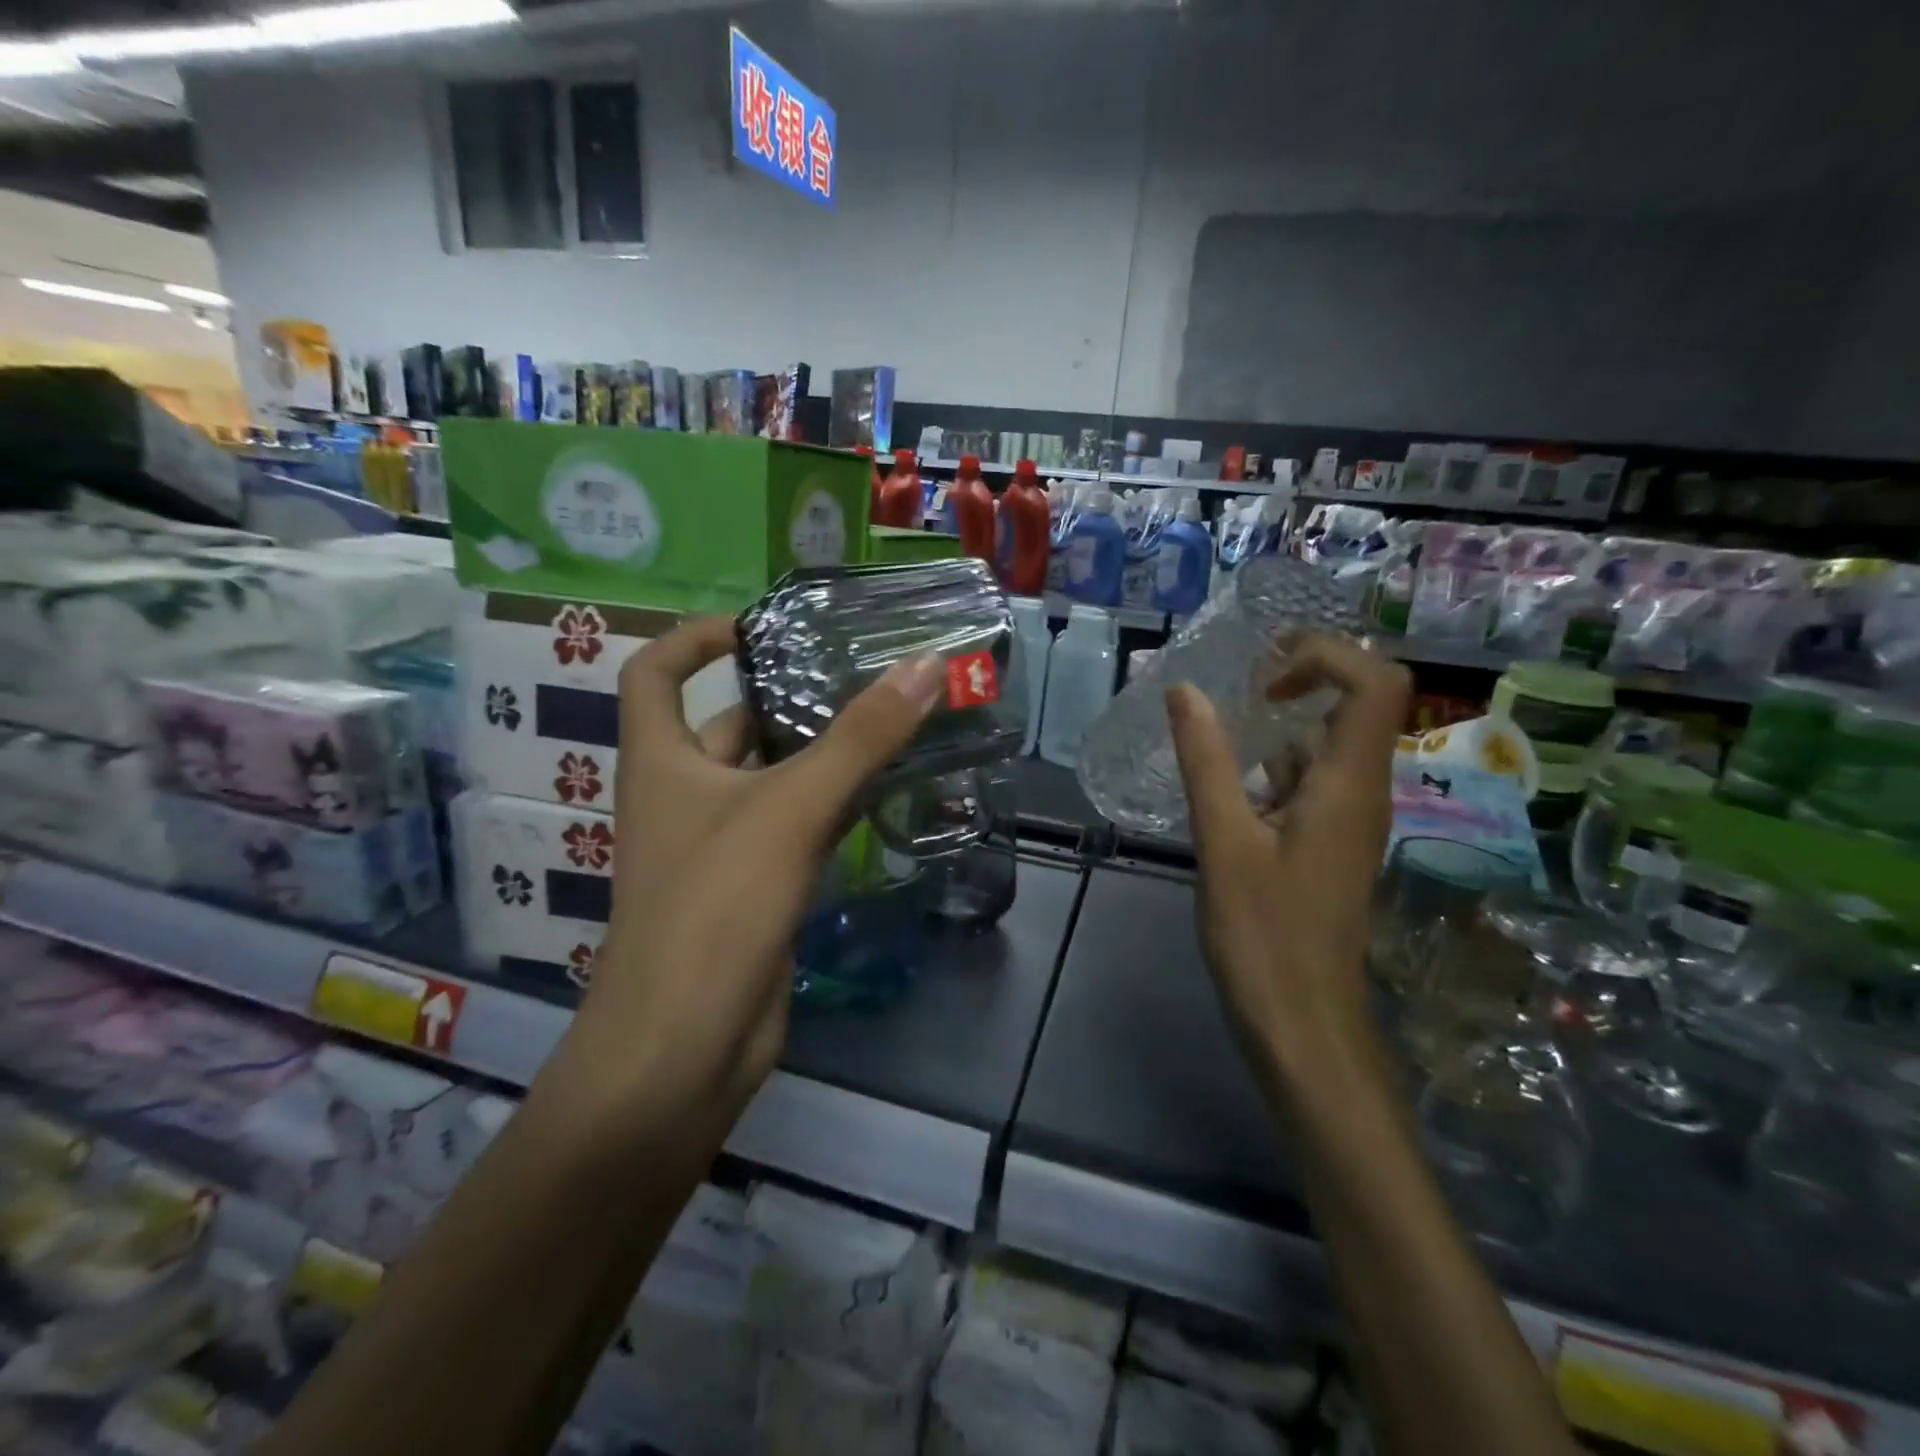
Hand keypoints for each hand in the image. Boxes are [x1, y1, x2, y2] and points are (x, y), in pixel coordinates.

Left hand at [553, 616, 945, 1122]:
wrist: (684, 1048)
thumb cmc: (714, 908)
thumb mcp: (789, 809)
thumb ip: (860, 738)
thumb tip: (926, 666)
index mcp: (662, 760)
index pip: (654, 672)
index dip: (694, 638)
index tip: (759, 625)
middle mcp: (684, 795)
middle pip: (730, 724)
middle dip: (786, 696)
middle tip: (859, 672)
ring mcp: (718, 845)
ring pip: (772, 779)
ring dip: (821, 753)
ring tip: (889, 721)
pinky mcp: (753, 889)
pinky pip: (795, 828)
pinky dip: (833, 806)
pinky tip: (885, 793)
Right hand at [1166, 631, 1409, 1069]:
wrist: (1302, 1023)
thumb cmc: (1264, 934)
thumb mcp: (1223, 840)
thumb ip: (1206, 761)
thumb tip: (1185, 692)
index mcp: (1350, 783)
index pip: (1376, 682)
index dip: (1327, 656)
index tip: (1264, 671)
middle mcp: (1363, 792)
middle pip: (1359, 704)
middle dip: (1302, 678)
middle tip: (1238, 684)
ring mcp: (1349, 820)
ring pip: (1328, 746)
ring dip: (1280, 725)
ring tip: (1217, 731)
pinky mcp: (1329, 845)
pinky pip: (1311, 782)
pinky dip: (1272, 767)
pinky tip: (1225, 788)